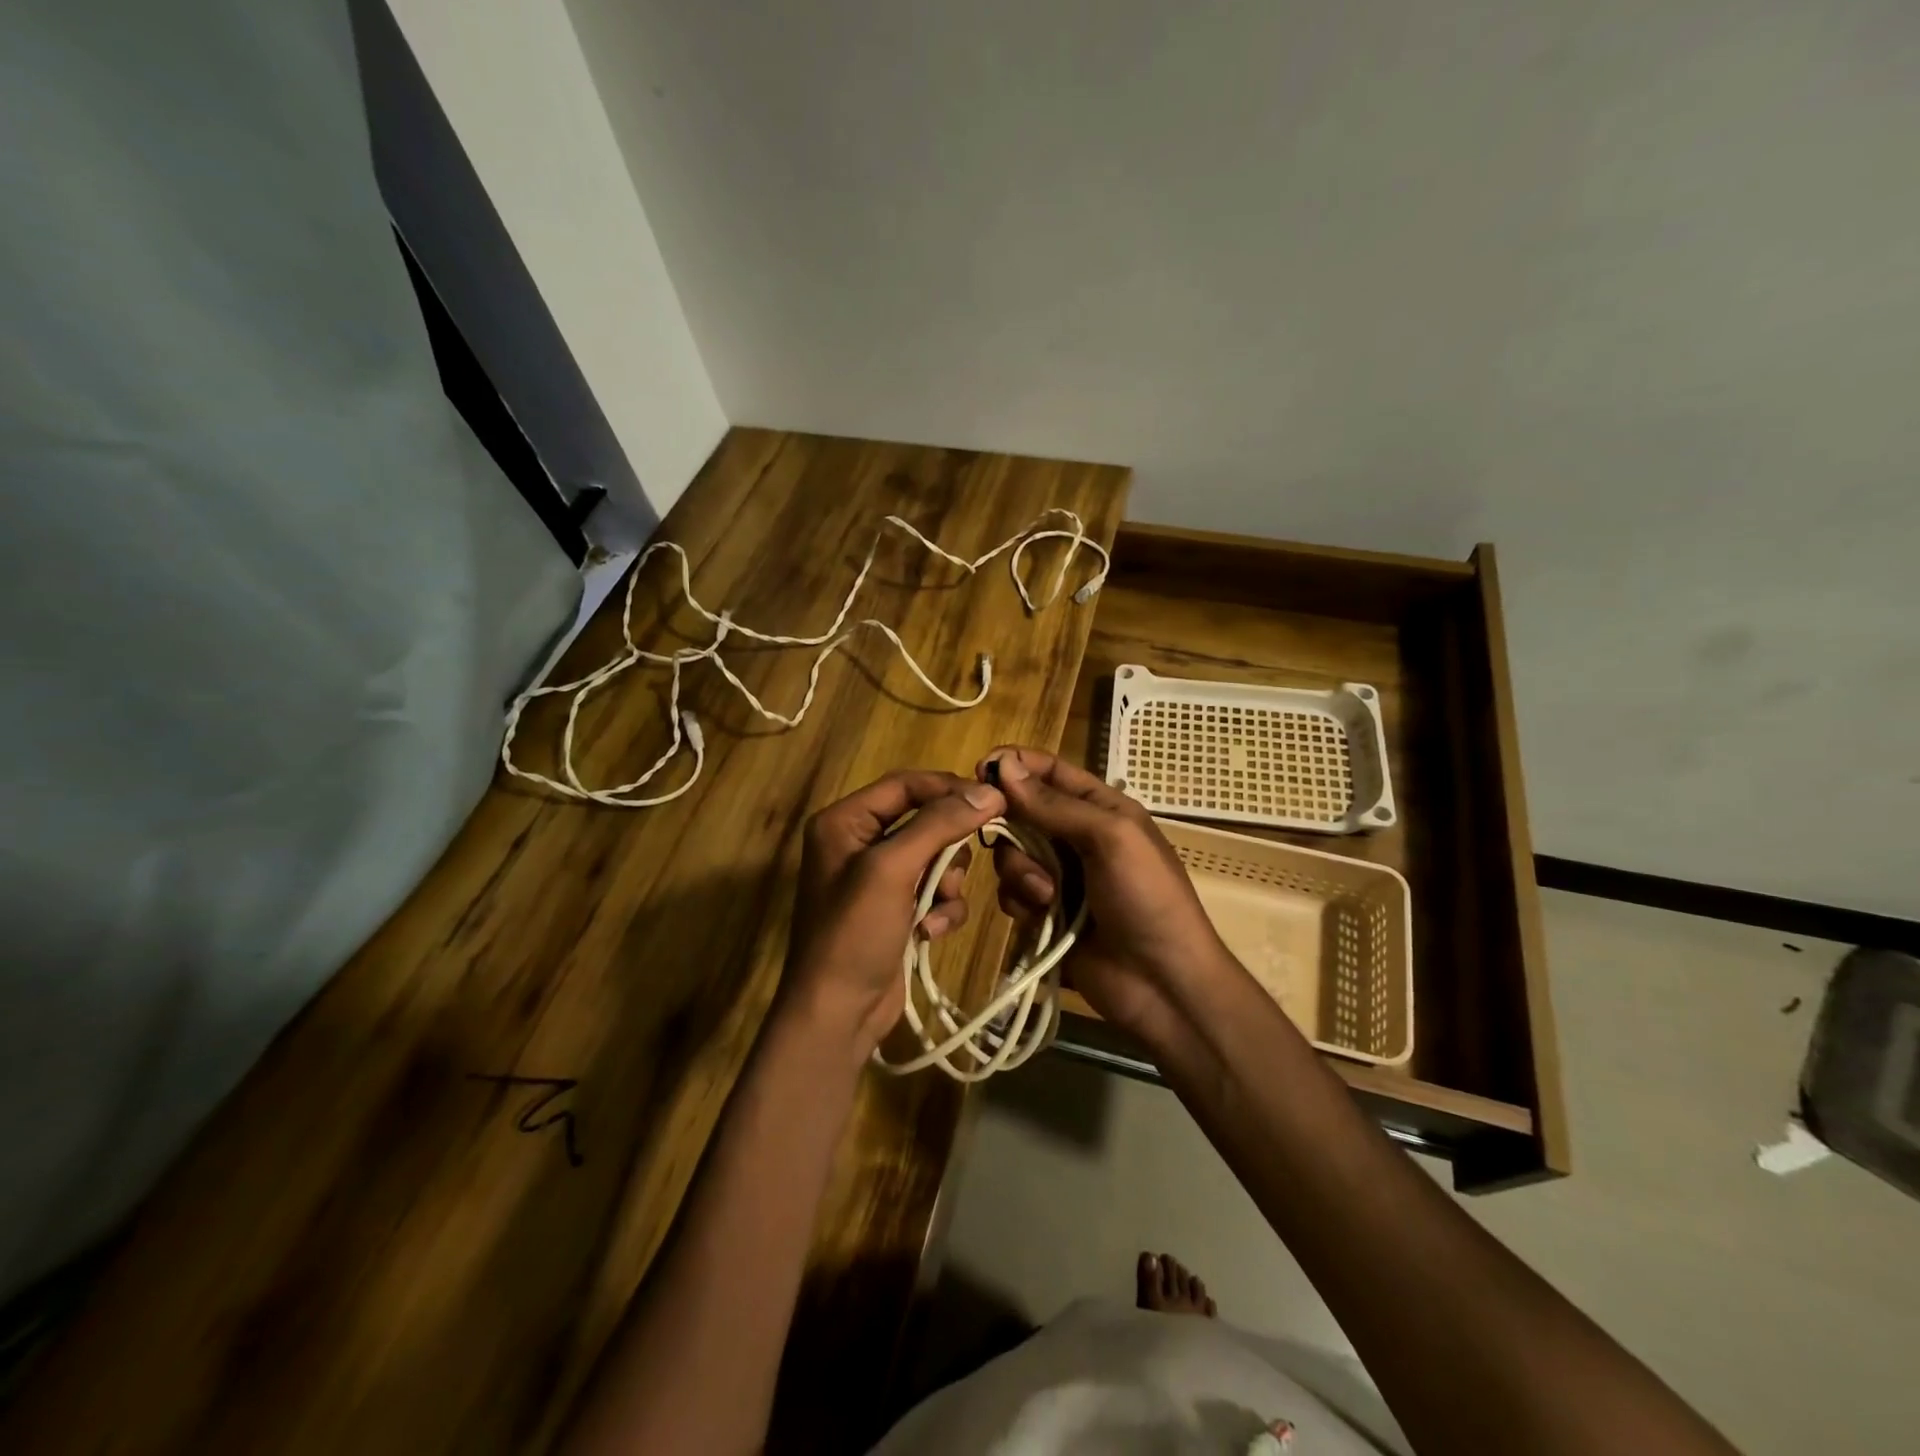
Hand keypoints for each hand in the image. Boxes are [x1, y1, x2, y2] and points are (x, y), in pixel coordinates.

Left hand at [784, 770, 1006, 1059]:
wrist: (838, 1013)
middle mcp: (859, 842)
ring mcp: (880, 879)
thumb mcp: (892, 870)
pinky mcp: (899, 909)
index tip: (993, 800)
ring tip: (936, 907)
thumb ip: (938, 825)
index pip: (905, 784)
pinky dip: (941, 910)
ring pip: (938, 857)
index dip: (948, 788)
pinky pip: (936, 891)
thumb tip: (989, 791)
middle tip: (959, 868)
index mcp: (845, 821)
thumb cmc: (854, 932)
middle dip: (947, 848)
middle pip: (925, 820)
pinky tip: (929, 933)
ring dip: (947, 883)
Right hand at [977, 746, 1230, 1037]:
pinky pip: (1012, 893)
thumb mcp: (1112, 838)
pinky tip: (1040, 917)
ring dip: (1020, 872)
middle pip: (1021, 814)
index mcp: (1101, 809)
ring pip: (1011, 856)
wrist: (1162, 984)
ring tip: (1046, 896)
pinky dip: (1020, 901)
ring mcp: (1059, 877)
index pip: (1050, 772)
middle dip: (1012, 828)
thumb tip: (1003, 765)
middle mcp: (1076, 837)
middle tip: (1005, 839)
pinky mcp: (1044, 914)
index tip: (979, 769)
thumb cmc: (1148, 898)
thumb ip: (1055, 804)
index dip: (1015, 765)